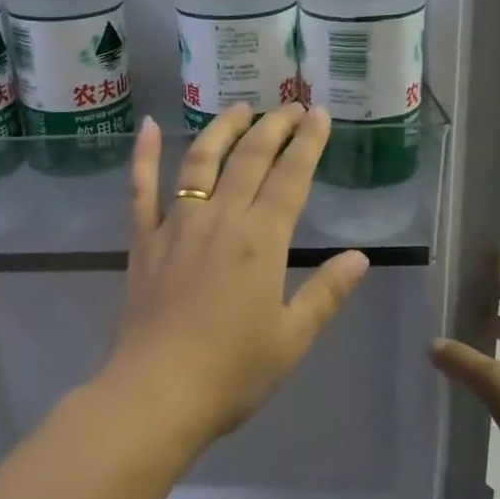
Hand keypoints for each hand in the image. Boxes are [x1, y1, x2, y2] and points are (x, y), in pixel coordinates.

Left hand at [101, 104, 370, 444]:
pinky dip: (144, 155)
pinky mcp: (142, 241)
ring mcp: (176, 225)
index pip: (291, 177)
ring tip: (239, 108)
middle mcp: (219, 220)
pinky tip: (149, 126)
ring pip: (199, 161)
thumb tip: (359, 257)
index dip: (308, 143)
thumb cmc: (232, 372)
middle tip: (290, 105)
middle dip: (273, 127)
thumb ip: (326, 293)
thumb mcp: (292, 338)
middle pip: (249, 159)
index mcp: (261, 241)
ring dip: (222, 129)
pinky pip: (140, 189)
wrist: (157, 393)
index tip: (319, 115)